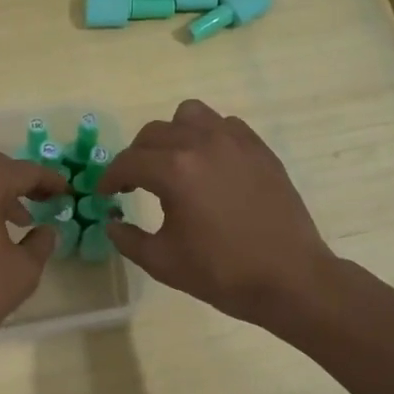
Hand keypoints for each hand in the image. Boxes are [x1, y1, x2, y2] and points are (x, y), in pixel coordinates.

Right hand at [97, 100, 334, 326]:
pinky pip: (225, 125)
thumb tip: (111, 223)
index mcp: (175, 171)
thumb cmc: (221, 273)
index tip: (104, 193)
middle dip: (136, 156)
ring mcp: (236, 142)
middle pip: (154, 133)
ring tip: (173, 163)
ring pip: (190, 116)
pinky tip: (209, 165)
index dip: (110, 177)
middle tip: (133, 183)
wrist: (289, 278)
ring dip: (173, 135)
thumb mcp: (163, 262)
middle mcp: (203, 144)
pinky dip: (208, 136)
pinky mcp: (260, 149)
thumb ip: (128, 239)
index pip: (129, 161)